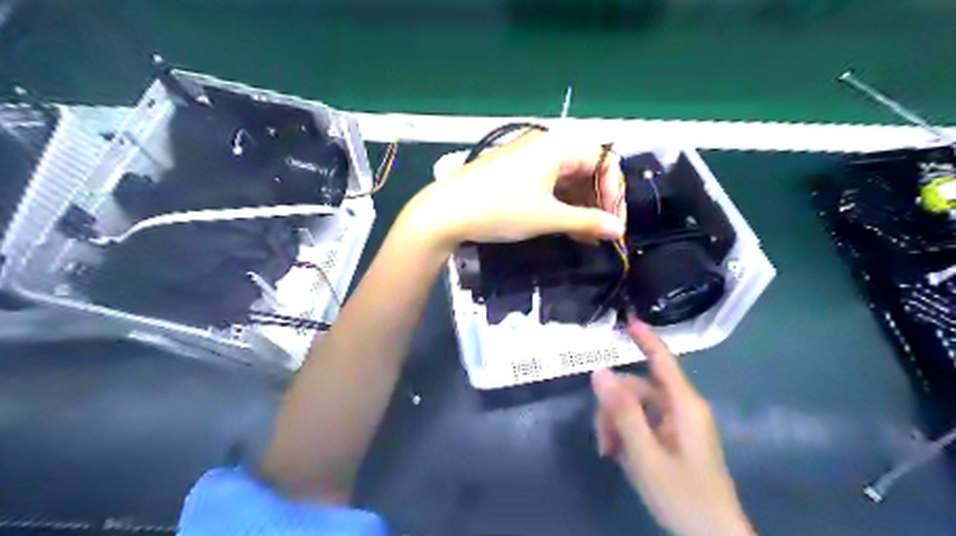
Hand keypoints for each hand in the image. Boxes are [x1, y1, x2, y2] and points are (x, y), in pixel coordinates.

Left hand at [408, 128, 628, 247]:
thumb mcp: (547, 217)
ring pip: (568, 178)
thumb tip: (618, 231)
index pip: (604, 161)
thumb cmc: (500, 209)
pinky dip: (561, 203)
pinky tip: (565, 226)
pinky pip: (549, 183)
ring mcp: (529, 157)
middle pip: (587, 168)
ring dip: (580, 205)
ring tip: (585, 236)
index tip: (614, 224)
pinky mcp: (516, 171)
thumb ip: (586, 222)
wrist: (445, 211)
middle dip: (598, 200)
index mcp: (559, 146)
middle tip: (601, 232)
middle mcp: (546, 144)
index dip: (614, 192)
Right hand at [592, 319, 753, 535]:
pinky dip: (628, 434)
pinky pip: (644, 424)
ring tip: (609, 453)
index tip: (628, 320)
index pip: (663, 361)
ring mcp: (679, 425)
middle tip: (602, 439)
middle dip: (614, 407)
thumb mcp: (645, 454)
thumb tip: (600, 372)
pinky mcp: (675, 439)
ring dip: (617, 424)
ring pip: (637, 408)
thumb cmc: (683, 495)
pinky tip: (620, 455)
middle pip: (638, 389)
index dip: (646, 339)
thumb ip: (622, 412)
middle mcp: (682, 409)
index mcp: (684, 406)